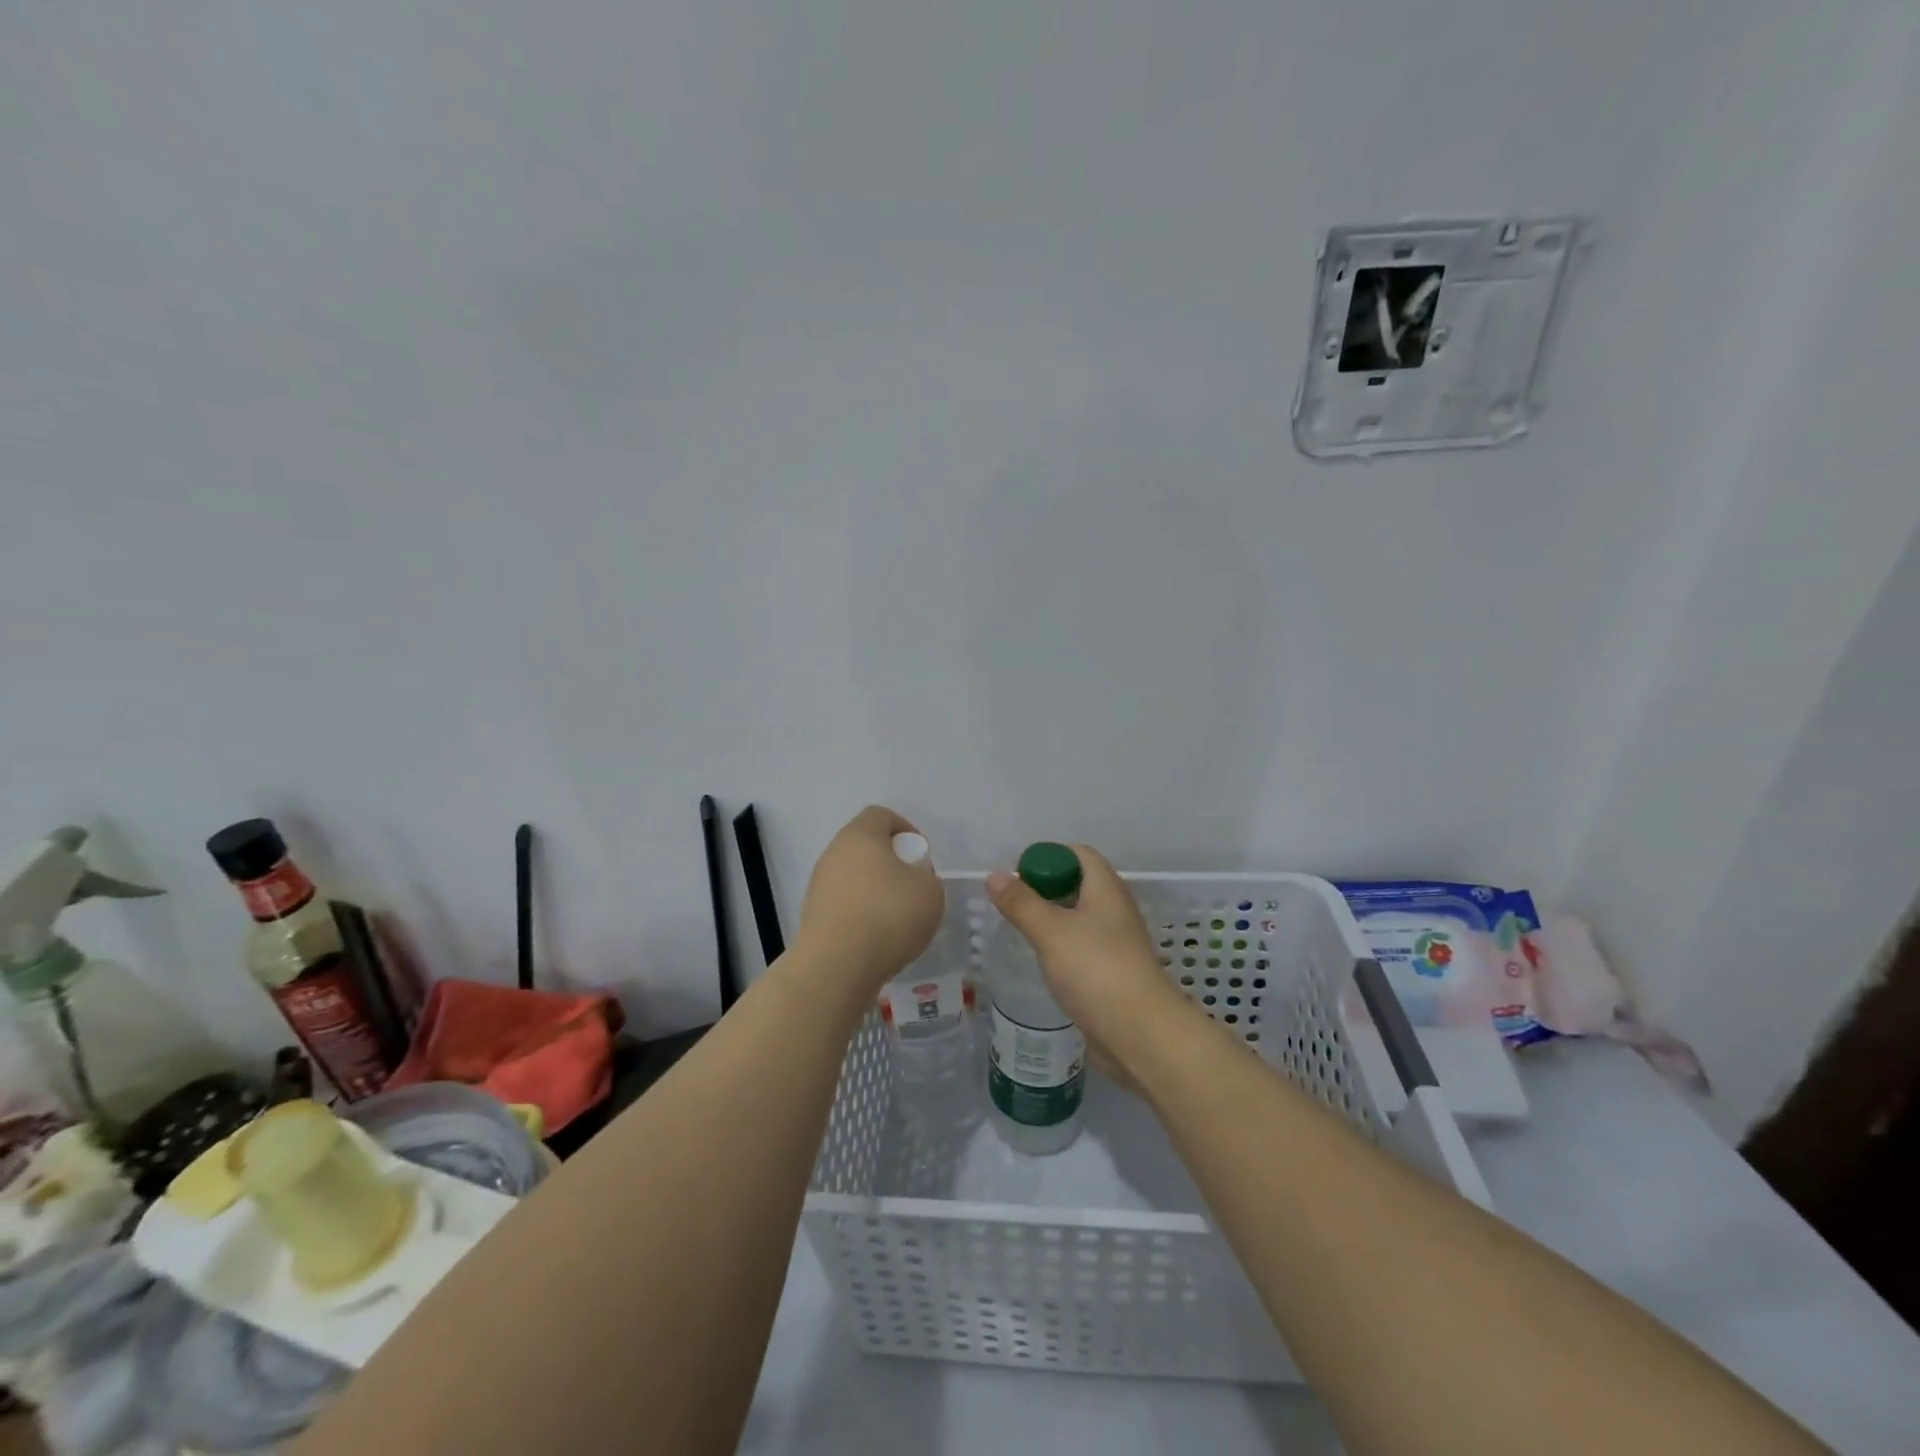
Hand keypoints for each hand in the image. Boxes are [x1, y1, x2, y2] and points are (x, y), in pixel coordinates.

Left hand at [795, 806, 944, 991]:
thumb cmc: (888, 915)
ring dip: (876, 891)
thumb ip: (925, 876)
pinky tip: (878, 939)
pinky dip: (862, 915)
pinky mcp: (814, 916)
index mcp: (859, 835)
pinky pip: (845, 905)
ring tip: (898, 919)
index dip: (906, 829)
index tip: (921, 856)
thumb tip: (910, 880)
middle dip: (891, 863)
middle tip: (913, 887)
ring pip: (854, 877)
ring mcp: (819, 886)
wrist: (837, 966)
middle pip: (865, 847)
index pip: (881, 815)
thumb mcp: (930, 890)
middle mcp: (833, 854)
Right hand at [986, 845, 1198, 1077]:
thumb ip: (1021, 903)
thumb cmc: (1096, 970)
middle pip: (1080, 883)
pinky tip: (1043, 960)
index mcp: (1106, 889)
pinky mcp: (1112, 972)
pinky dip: (1062, 946)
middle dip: (1047, 887)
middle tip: (1013, 902)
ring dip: (1053, 918)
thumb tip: (995, 875)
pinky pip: (1083, 946)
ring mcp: (1116, 943)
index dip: (1050, 856)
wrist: (1140, 1034)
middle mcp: (1115, 910)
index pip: (1080, 854)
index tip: (1019, 873)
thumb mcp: (1051, 931)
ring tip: (1021, 928)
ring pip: (1080, 917)